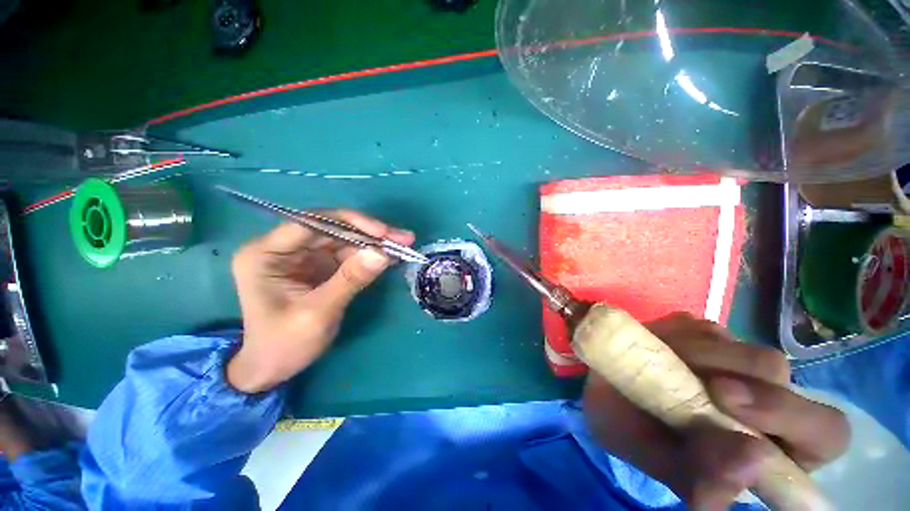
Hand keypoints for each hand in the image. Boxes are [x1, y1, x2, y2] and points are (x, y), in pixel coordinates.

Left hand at [227, 211, 414, 393]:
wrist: (273, 368)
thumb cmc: (284, 344)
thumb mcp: (318, 313)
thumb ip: (350, 280)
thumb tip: (383, 253)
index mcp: (266, 254)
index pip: (311, 223)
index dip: (350, 223)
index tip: (383, 233)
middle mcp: (284, 248)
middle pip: (332, 229)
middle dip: (369, 233)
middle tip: (403, 238)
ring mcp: (303, 256)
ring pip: (344, 239)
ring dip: (374, 243)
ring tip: (403, 245)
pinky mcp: (319, 266)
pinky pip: (348, 254)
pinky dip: (369, 255)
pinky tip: (390, 255)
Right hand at [582, 312, 849, 508]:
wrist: (599, 389)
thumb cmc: (633, 435)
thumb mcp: (663, 466)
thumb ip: (705, 481)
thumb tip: (754, 461)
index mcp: (770, 448)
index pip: (824, 433)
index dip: (790, 417)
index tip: (730, 404)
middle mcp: (762, 399)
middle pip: (784, 377)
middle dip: (749, 380)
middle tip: (708, 386)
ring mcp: (733, 359)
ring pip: (746, 348)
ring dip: (705, 356)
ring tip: (662, 366)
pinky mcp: (701, 333)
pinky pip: (702, 328)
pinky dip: (679, 337)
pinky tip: (656, 348)